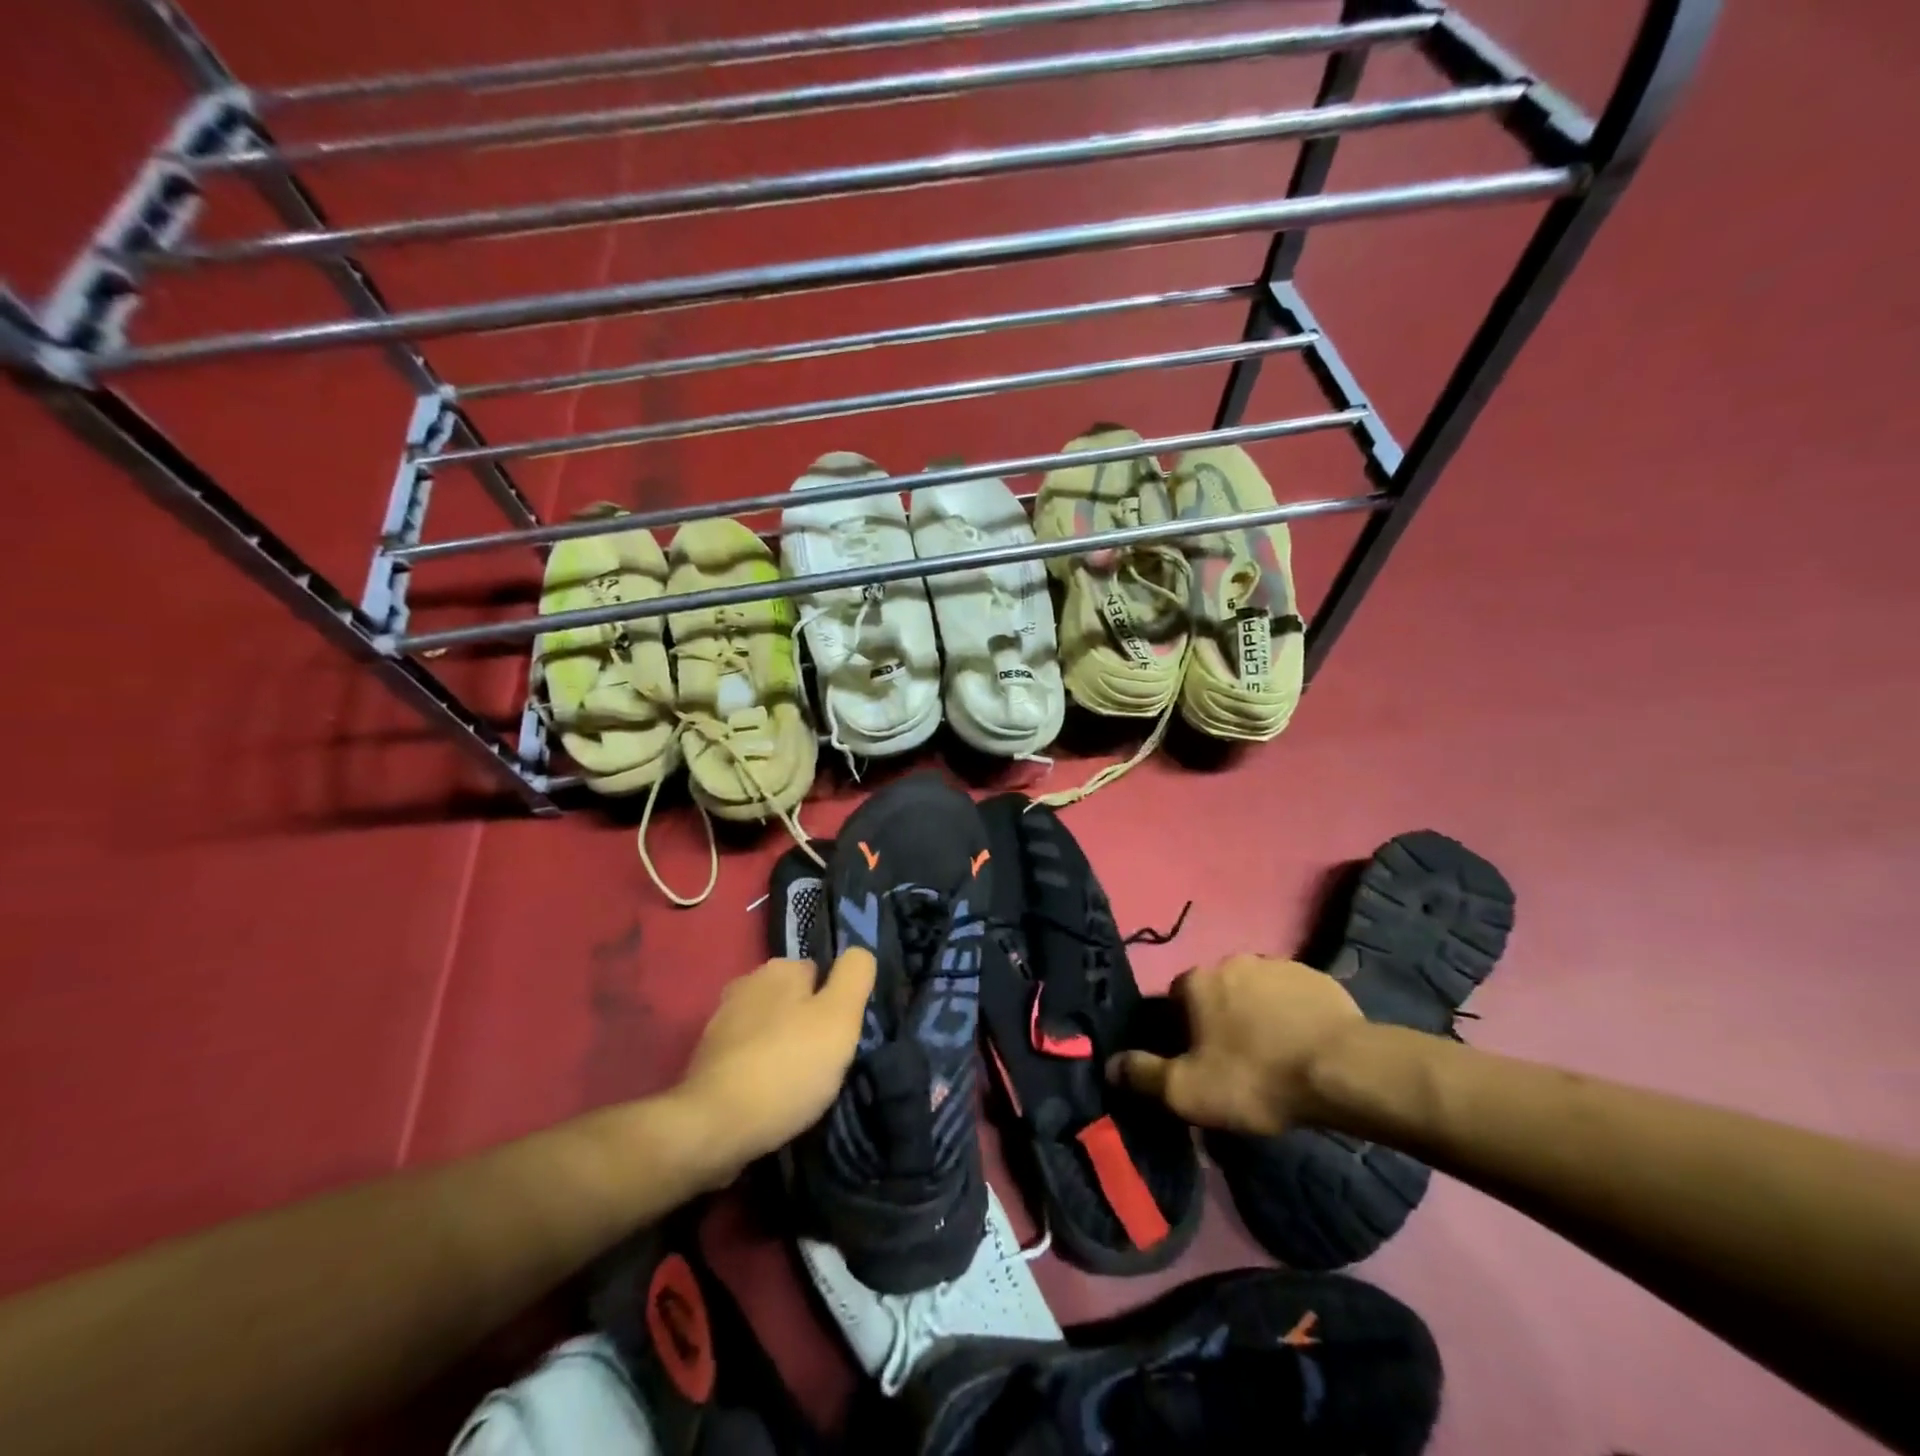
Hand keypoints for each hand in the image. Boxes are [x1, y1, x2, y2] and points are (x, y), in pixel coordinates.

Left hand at [673, 950, 875, 1174]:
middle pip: (794, 1000)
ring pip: (770, 1028)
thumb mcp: (840, 1017)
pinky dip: (760, 1070)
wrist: (714, 1128)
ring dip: (783, 1048)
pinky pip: (748, 1056)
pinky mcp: (706, 1060)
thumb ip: (855, 976)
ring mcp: (721, 1021)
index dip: (836, 1004)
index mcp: (779, 968)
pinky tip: (770, 1097)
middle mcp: (746, 983)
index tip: (841, 1038)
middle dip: (808, 1025)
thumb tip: (858, 953)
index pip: (821, 973)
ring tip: (798, 1085)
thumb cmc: (787, 1067)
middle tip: (824, 1064)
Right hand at [1109, 954, 1362, 1137]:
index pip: (1175, 999)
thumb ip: (1142, 1075)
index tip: (1198, 1061)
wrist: (1341, 1070)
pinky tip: (1304, 1047)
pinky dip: (1292, 1015)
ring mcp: (1277, 965)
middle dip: (1221, 1020)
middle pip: (1216, 993)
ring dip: (1257, 1016)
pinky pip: (1292, 996)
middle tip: (1238, 1063)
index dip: (1183, 1031)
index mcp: (1197, 982)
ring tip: (1275, 1057)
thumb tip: (1109, 1065)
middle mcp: (1232, 961)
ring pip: (1255, 992)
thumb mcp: (1187, 1091)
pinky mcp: (1317, 978)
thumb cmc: (1255, 1078)